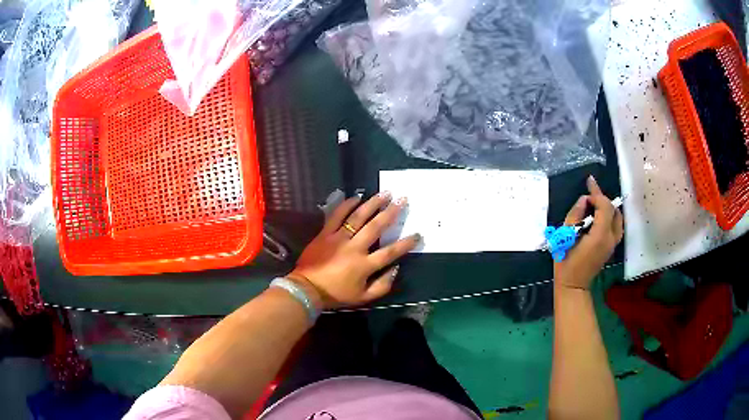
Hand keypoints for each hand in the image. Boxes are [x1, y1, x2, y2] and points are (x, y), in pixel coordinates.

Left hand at [288, 193, 419, 308]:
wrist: (306, 289)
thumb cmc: (336, 294)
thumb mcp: (363, 298)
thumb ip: (382, 286)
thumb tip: (396, 269)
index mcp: (364, 265)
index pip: (390, 252)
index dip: (405, 244)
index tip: (417, 234)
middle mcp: (354, 248)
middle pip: (376, 227)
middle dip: (391, 213)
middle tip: (402, 199)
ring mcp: (338, 238)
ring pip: (358, 217)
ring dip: (372, 204)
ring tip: (384, 193)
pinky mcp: (325, 234)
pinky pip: (336, 216)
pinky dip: (346, 205)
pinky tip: (356, 197)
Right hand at [554, 176, 623, 289]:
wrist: (573, 285)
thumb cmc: (566, 262)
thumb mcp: (565, 236)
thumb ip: (575, 215)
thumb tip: (584, 201)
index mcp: (600, 236)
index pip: (605, 207)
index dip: (597, 195)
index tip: (587, 188)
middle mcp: (611, 238)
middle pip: (613, 210)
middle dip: (602, 199)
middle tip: (590, 192)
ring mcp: (613, 244)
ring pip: (617, 218)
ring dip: (608, 207)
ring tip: (596, 203)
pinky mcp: (611, 247)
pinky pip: (616, 226)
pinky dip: (610, 216)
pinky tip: (600, 215)